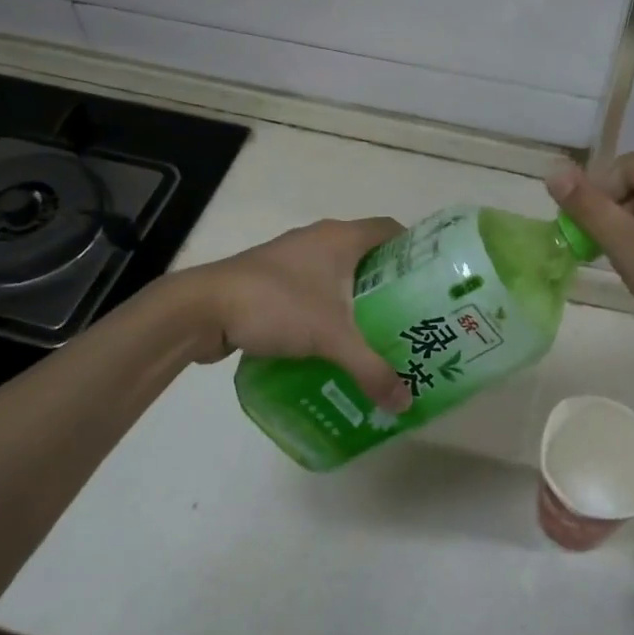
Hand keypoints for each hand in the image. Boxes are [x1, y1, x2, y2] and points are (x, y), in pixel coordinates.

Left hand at [179, 218, 413, 412]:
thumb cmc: (276, 305)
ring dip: (356, 300)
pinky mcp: (270, 280)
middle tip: (412, 318)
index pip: (391, 231)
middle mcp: (319, 240)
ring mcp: (291, 258)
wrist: (202, 308)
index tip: (432, 282)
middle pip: (367, 255)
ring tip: (378, 334)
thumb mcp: (331, 339)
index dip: (415, 251)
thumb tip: (405, 403)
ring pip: (338, 275)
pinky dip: (328, 310)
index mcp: (340, 237)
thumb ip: (371, 369)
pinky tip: (334, 343)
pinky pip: (313, 290)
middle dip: (389, 285)